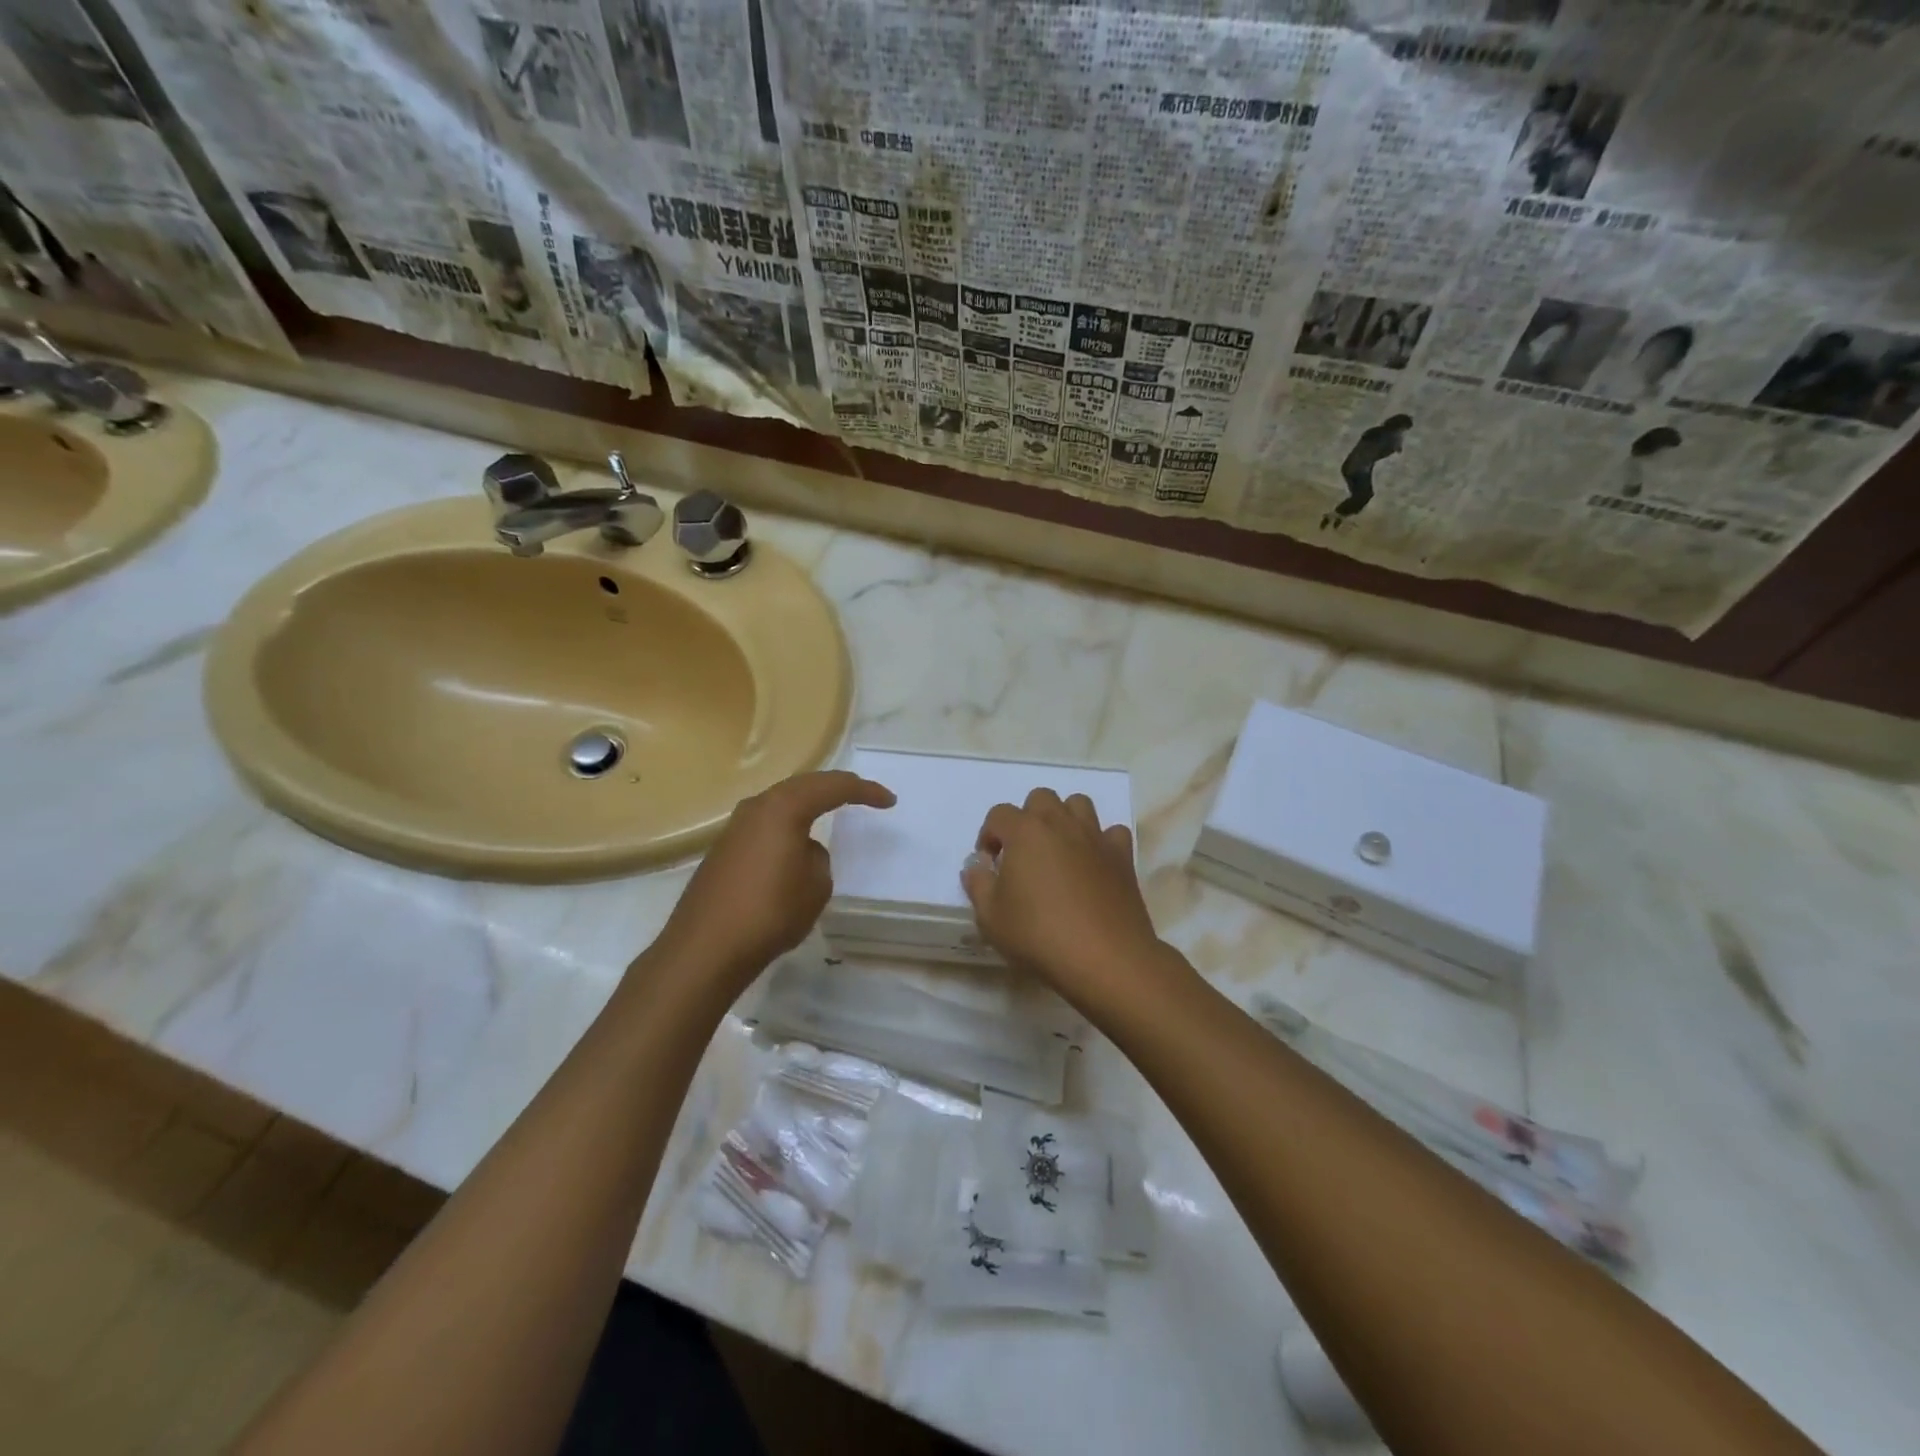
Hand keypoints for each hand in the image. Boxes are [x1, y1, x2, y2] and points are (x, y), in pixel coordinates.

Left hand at [649, 770, 894, 994]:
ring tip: (831, 810)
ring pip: (780, 803)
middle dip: (835, 788)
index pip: (833, 788)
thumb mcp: (815, 886)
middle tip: (862, 795)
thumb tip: (804, 851)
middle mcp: (757, 807)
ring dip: (808, 804)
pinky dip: (788, 825)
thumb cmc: (769, 912)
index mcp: (784, 808)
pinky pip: (766, 824)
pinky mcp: (723, 849)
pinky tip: (796, 842)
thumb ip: (818, 859)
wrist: (705, 949)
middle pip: (803, 785)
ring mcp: (735, 827)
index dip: (864, 791)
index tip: (889, 801)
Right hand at [961, 789, 1177, 1012]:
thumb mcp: (991, 917)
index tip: (989, 864)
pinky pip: (1111, 832)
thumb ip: (978, 884)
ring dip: (1064, 819)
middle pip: (1040, 798)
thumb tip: (977, 865)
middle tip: (1023, 853)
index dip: (988, 835)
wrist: (1104, 958)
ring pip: (1078, 804)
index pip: (999, 814)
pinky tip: (1093, 864)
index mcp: (1025, 832)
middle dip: (1027, 818)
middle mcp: (1060, 823)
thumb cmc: (1039, 935)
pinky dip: (1101, 841)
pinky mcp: (1122, 856)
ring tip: (1058, 851)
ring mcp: (1095, 837)